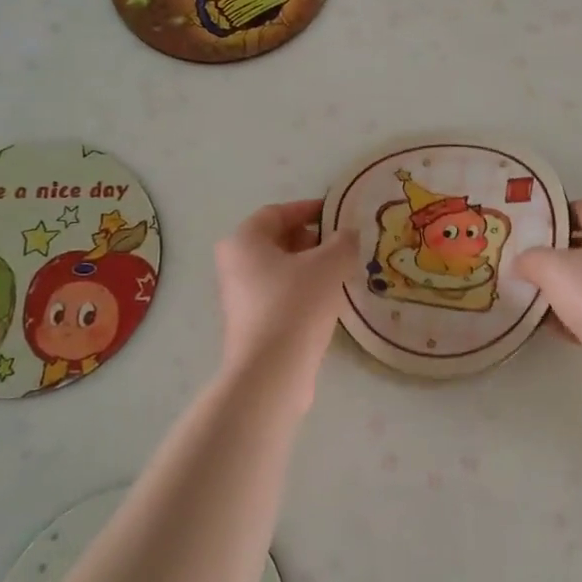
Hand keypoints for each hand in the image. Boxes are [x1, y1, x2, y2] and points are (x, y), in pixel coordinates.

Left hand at [214, 199, 357, 382]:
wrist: (272, 371)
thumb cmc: (296, 304)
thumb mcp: (329, 264)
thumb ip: (343, 242)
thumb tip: (347, 235)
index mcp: (243, 241)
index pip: (277, 212)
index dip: (309, 209)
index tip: (337, 214)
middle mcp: (234, 265)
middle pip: (276, 241)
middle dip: (311, 239)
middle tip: (342, 245)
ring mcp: (239, 297)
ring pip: (279, 270)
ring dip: (309, 267)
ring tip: (341, 273)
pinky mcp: (251, 324)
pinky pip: (279, 295)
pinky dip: (302, 291)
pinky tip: (328, 301)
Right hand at [514, 200, 581, 370]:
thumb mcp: (551, 266)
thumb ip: (530, 258)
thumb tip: (520, 263)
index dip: (554, 214)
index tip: (526, 226)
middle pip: (580, 246)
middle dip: (550, 254)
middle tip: (517, 261)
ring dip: (555, 289)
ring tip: (522, 293)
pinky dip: (567, 317)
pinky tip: (542, 325)